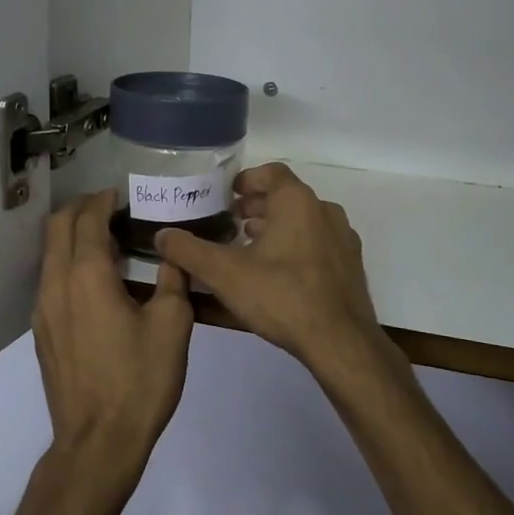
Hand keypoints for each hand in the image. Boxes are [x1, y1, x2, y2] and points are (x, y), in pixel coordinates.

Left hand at [32, 190, 193, 485]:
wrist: (98, 442)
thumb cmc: (140, 380)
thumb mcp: (173, 325)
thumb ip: (173, 278)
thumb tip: (171, 250)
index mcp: (87, 276)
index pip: (87, 218)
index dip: (104, 200)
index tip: (124, 194)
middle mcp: (56, 285)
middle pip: (57, 228)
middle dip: (82, 209)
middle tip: (114, 209)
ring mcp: (43, 310)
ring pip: (51, 254)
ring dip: (74, 237)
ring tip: (110, 242)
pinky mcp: (43, 333)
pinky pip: (51, 280)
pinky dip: (70, 264)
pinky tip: (100, 283)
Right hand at [154, 163, 383, 370]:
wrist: (340, 341)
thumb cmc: (281, 296)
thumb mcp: (225, 274)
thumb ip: (190, 251)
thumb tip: (162, 235)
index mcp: (298, 202)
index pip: (271, 173)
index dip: (246, 180)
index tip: (227, 196)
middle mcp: (325, 211)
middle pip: (287, 196)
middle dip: (258, 205)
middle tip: (232, 221)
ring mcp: (343, 239)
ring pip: (304, 221)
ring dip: (277, 227)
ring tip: (251, 247)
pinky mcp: (351, 265)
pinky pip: (319, 243)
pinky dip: (296, 246)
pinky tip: (278, 273)